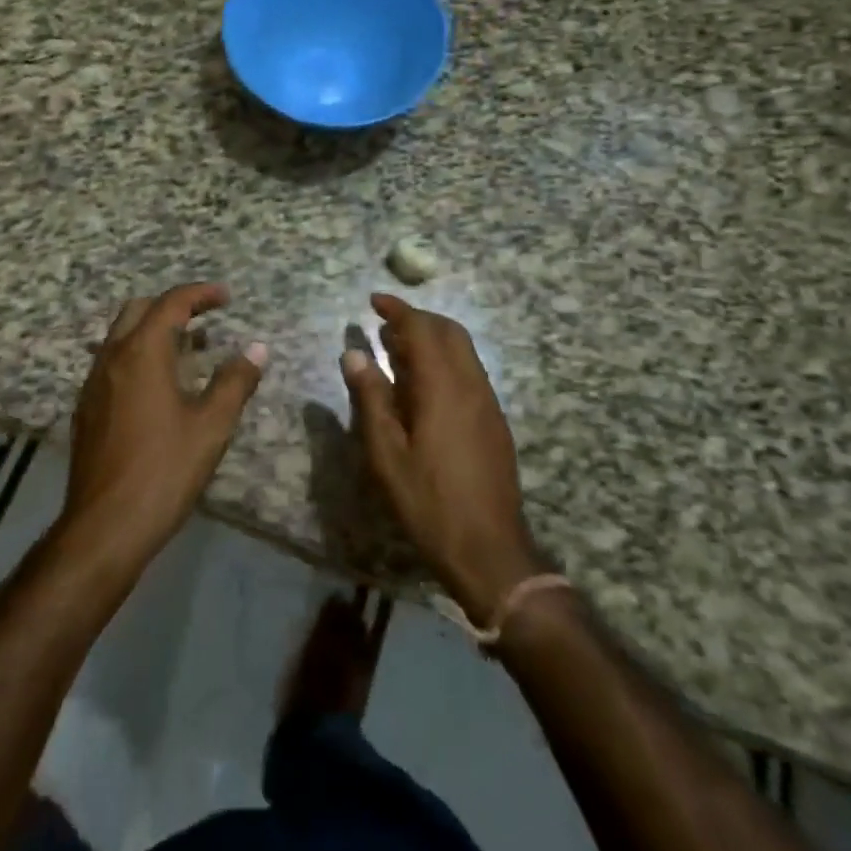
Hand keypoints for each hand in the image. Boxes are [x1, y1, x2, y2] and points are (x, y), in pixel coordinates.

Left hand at [61, 283, 266, 567]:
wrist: (104, 527)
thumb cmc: (164, 471)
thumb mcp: (212, 426)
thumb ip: (235, 382)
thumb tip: (257, 349)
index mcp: (142, 353)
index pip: (171, 303)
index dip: (200, 294)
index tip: (226, 297)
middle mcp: (112, 358)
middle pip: (138, 310)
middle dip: (173, 305)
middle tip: (205, 317)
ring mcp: (93, 384)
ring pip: (121, 336)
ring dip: (153, 330)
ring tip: (188, 349)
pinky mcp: (86, 409)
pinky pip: (112, 362)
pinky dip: (138, 355)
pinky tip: (159, 386)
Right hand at [341, 293, 546, 624]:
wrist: (490, 550)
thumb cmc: (429, 502)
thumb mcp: (387, 454)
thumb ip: (371, 398)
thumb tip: (354, 353)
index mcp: (444, 387)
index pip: (422, 329)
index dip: (398, 310)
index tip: (374, 300)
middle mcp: (471, 384)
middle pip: (449, 331)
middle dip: (418, 318)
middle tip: (385, 323)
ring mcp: (488, 402)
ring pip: (463, 350)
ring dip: (433, 338)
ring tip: (398, 349)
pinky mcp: (495, 421)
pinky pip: (470, 371)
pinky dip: (445, 360)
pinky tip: (424, 385)